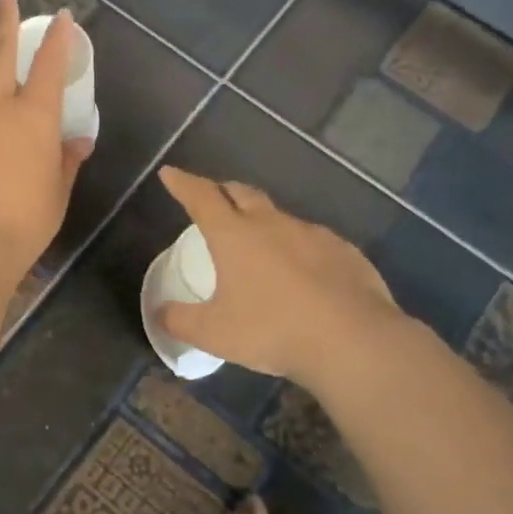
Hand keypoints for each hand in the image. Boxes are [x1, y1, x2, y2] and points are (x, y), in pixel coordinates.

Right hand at [156, 166, 405, 388]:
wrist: (353, 340)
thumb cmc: (272, 330)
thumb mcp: (214, 333)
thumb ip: (180, 321)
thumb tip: (159, 313)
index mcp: (233, 235)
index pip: (201, 197)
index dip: (183, 183)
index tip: (170, 173)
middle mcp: (271, 224)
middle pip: (241, 193)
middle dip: (222, 191)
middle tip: (212, 198)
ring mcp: (312, 234)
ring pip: (279, 216)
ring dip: (262, 221)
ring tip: (258, 244)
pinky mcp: (344, 251)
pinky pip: (312, 241)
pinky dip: (298, 248)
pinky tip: (303, 273)